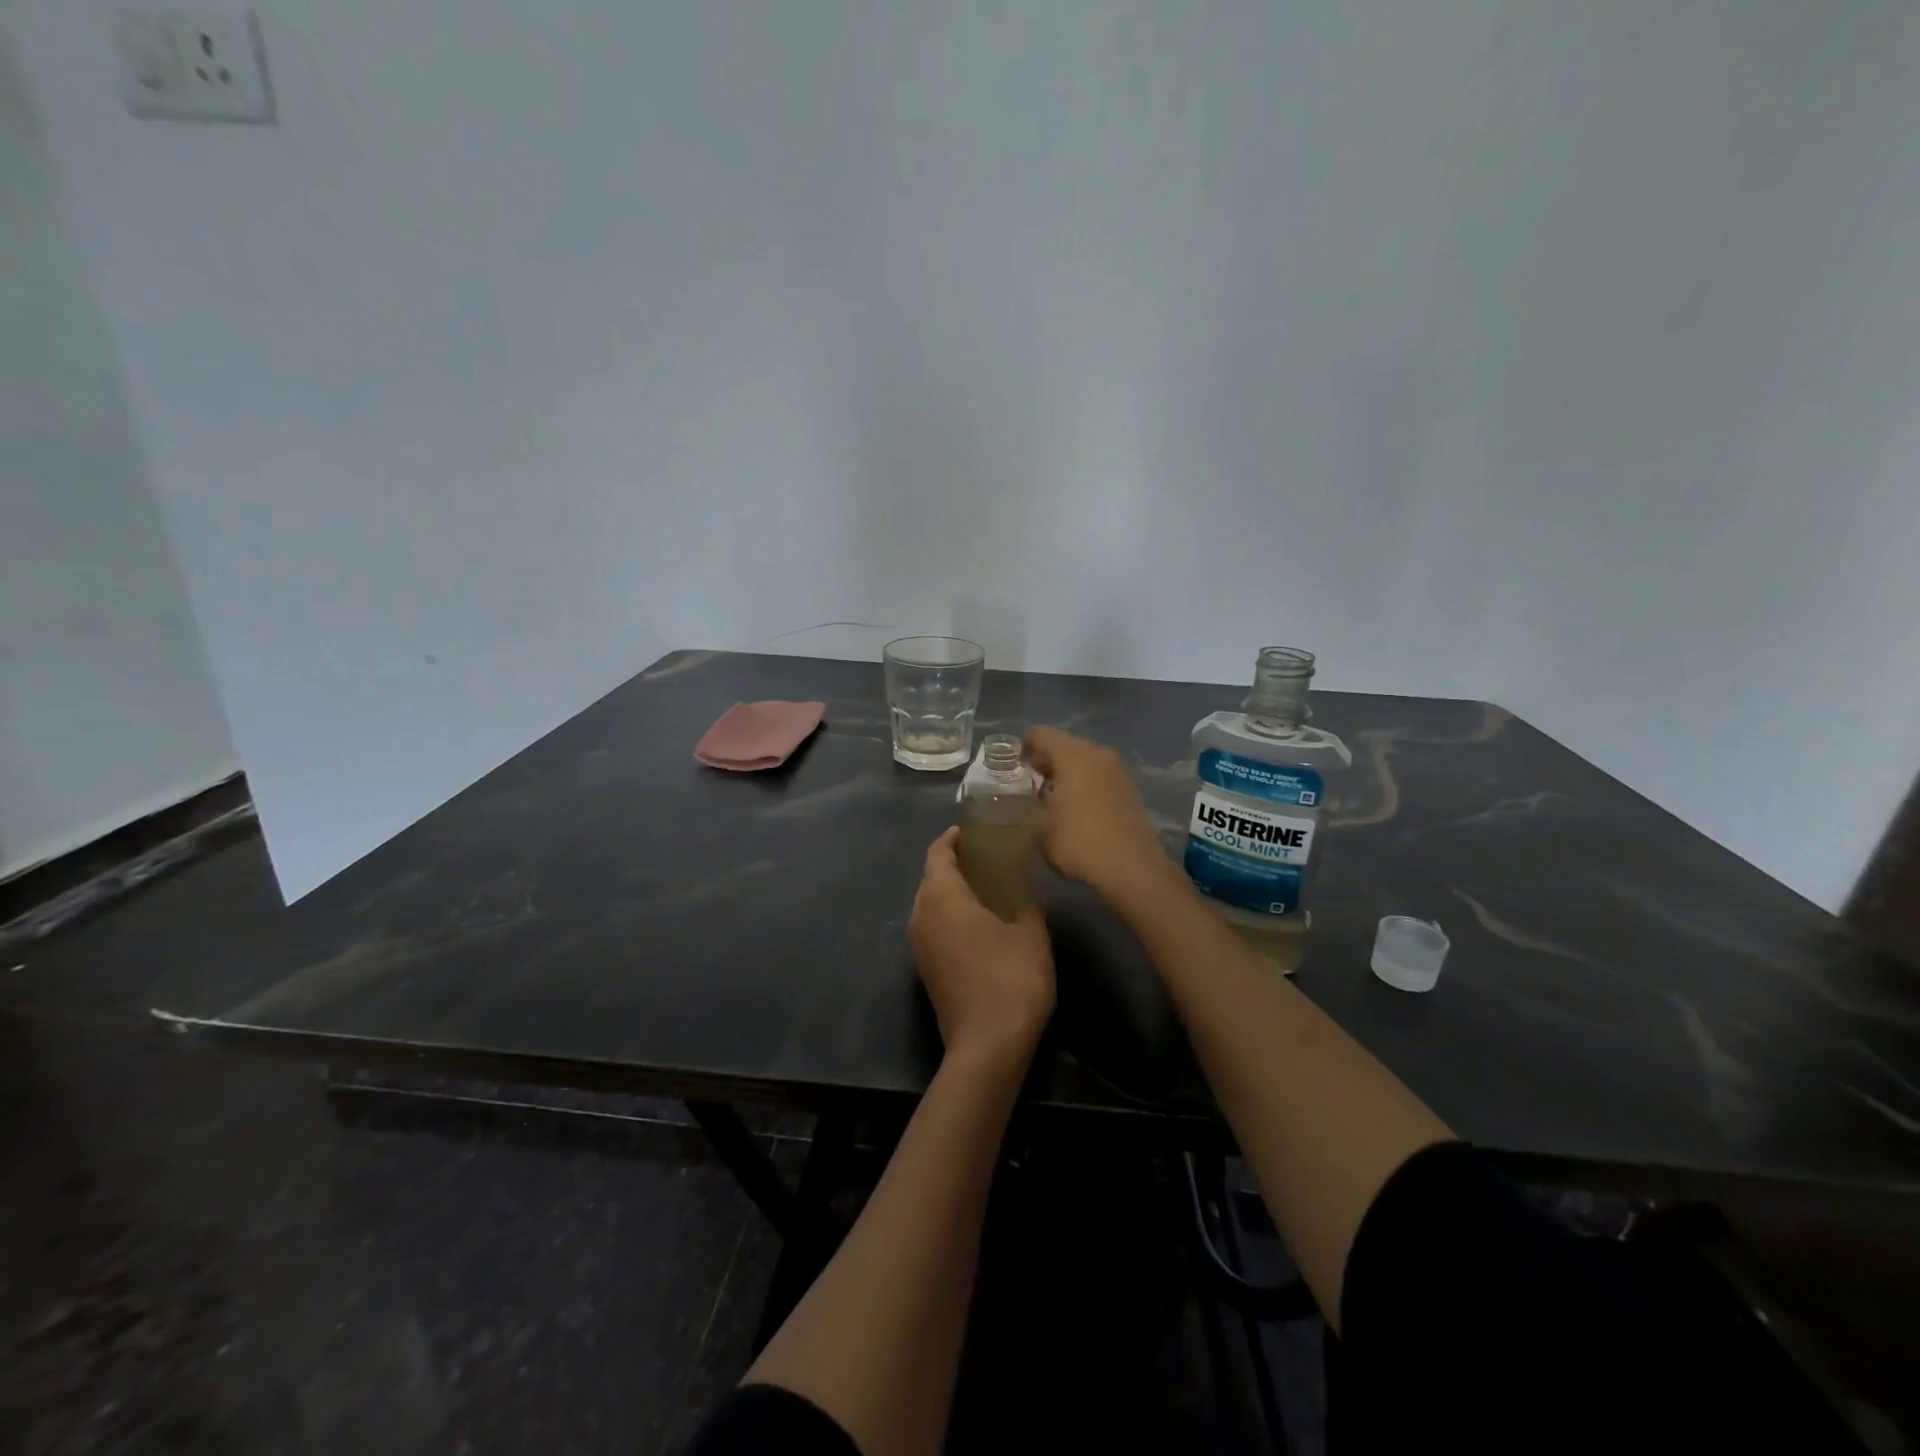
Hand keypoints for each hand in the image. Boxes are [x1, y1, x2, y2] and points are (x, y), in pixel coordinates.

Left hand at [908, 828, 1054, 1068]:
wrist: (987, 1046)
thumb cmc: (1011, 979)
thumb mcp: (1031, 934)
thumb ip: (1025, 905)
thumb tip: (1021, 897)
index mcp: (942, 898)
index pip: (937, 854)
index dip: (951, 839)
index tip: (970, 832)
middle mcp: (921, 917)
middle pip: (930, 878)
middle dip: (951, 864)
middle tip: (983, 858)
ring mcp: (919, 947)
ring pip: (928, 905)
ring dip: (949, 892)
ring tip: (982, 888)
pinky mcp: (925, 970)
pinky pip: (932, 928)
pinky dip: (948, 916)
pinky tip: (976, 924)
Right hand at [1023, 726, 1174, 897]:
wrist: (1132, 867)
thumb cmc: (1079, 841)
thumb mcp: (1040, 828)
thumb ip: (1031, 806)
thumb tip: (1032, 800)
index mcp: (1073, 754)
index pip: (1041, 734)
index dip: (1024, 746)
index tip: (1013, 765)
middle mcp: (1098, 753)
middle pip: (1065, 745)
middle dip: (1046, 761)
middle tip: (1029, 782)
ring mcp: (1118, 770)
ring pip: (1085, 761)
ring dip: (1067, 773)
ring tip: (1051, 798)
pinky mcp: (1130, 789)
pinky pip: (1100, 777)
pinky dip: (1085, 785)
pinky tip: (1076, 808)